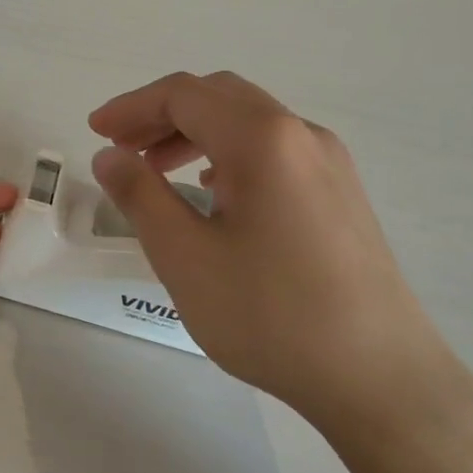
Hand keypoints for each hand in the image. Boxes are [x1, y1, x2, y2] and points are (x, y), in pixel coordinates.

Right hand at [89, 72, 455, 425]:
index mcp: (262, 139)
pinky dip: (228, 153)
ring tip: (156, 169)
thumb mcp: (184, 256)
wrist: (378, 376)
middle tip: (120, 148)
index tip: (95, 133)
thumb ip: (139, 196)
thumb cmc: (269, 315)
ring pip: (250, 122)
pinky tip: (212, 191)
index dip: (131, 107)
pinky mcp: (341, 194)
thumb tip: (108, 156)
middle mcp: (301, 135)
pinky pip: (275, 150)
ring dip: (195, 132)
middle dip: (161, 115)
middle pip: (219, 97)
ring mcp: (330, 163)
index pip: (183, 95)